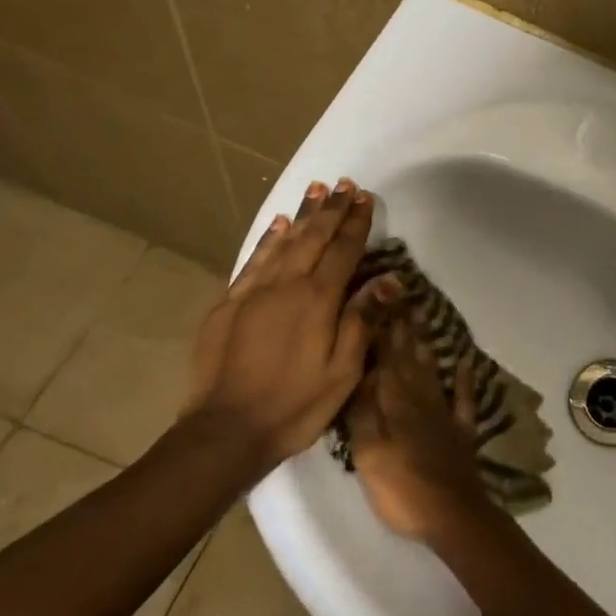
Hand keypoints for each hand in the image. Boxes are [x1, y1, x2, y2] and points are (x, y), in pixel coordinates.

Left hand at [184, 178, 397, 465]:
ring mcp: (252, 293)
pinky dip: (268, 239)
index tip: (365, 198)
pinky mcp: (228, 305)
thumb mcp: (343, 371)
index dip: (356, 224)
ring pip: (282, 243)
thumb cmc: (296, 405)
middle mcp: (285, 286)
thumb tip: (389, 278)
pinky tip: (277, 225)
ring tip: (315, 190)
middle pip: (313, 238)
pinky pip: (253, 261)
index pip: (343, 252)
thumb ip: (363, 319)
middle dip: (331, 210)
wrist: (225, 431)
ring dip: (301, 215)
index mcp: (317, 301)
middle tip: (343, 184)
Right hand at [345, 316, 497, 545]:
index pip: (386, 360)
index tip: (378, 300)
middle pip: (410, 360)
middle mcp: (421, 401)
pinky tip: (466, 361)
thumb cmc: (401, 487)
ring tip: (422, 319)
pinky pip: (464, 399)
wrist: (451, 515)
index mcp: (396, 403)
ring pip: (432, 372)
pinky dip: (465, 379)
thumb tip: (360, 370)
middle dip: (403, 329)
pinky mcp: (461, 432)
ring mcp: (444, 415)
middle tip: (401, 298)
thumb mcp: (369, 451)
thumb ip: (364, 410)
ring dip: (426, 345)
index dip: (381, 331)